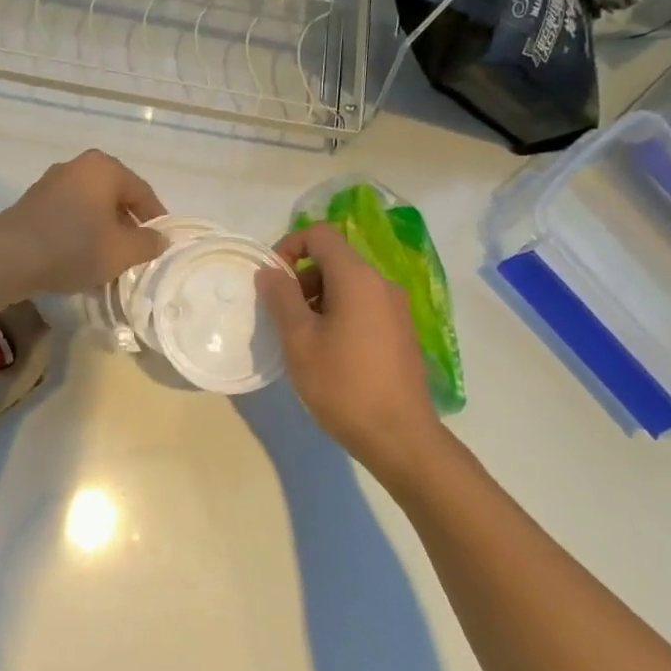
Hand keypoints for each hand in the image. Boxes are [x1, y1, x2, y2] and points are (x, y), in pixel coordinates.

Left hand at [0, 150, 167, 296]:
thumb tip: (160, 238)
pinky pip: (68, 216)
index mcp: (104, 168)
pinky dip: (79, 233)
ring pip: (90, 208)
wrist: (8, 258)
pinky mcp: (32, 204)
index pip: (142, 192)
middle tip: (136, 253)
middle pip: (115, 197)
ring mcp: (51, 183)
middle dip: (127, 225)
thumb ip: (148, 243)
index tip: (162, 243)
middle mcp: (77, 166)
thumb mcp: (121, 252)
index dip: (156, 219)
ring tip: (108, 260)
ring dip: (102, 231)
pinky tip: (79, 258)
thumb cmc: (73, 248)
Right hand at [255, 222, 447, 473]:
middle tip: (280, 316)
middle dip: (301, 278)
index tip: (271, 280)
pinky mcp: (401, 332)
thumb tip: (270, 271)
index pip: (320, 234)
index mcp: (357, 278)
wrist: (399, 436)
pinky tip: (327, 353)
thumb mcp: (299, 340)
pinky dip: (338, 314)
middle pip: (334, 260)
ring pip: (348, 285)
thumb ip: (281, 298)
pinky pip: (363, 307)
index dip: (289, 246)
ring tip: (300, 339)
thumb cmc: (342, 384)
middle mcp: (382, 284)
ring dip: (317, 299)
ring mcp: (396, 309)